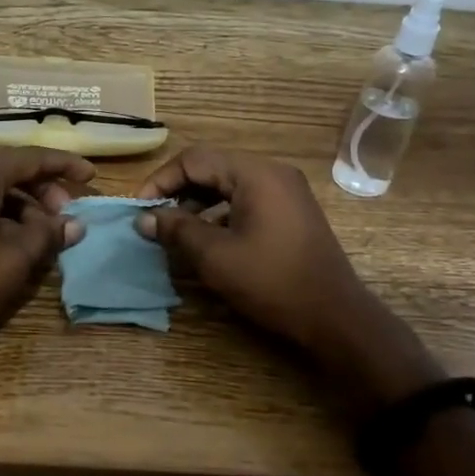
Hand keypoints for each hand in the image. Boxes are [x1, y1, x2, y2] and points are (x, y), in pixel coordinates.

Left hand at [0, 147, 93, 372]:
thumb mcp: (15, 260)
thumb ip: (48, 234)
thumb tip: (74, 223)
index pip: (27, 157)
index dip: (62, 164)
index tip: (90, 175)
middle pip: (5, 169)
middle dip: (41, 187)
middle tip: (66, 213)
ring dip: (20, 204)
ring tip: (44, 233)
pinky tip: (13, 241)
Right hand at [136, 147, 445, 411]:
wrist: (334, 316)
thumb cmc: (271, 281)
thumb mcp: (215, 256)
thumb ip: (176, 230)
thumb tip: (145, 218)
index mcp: (255, 173)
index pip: (194, 159)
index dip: (161, 181)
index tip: (140, 209)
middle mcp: (272, 172)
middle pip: (212, 168)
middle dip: (177, 191)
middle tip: (153, 219)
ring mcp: (285, 191)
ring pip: (228, 185)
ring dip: (197, 203)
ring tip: (174, 231)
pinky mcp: (290, 212)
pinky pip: (246, 200)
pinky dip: (220, 213)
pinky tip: (206, 239)